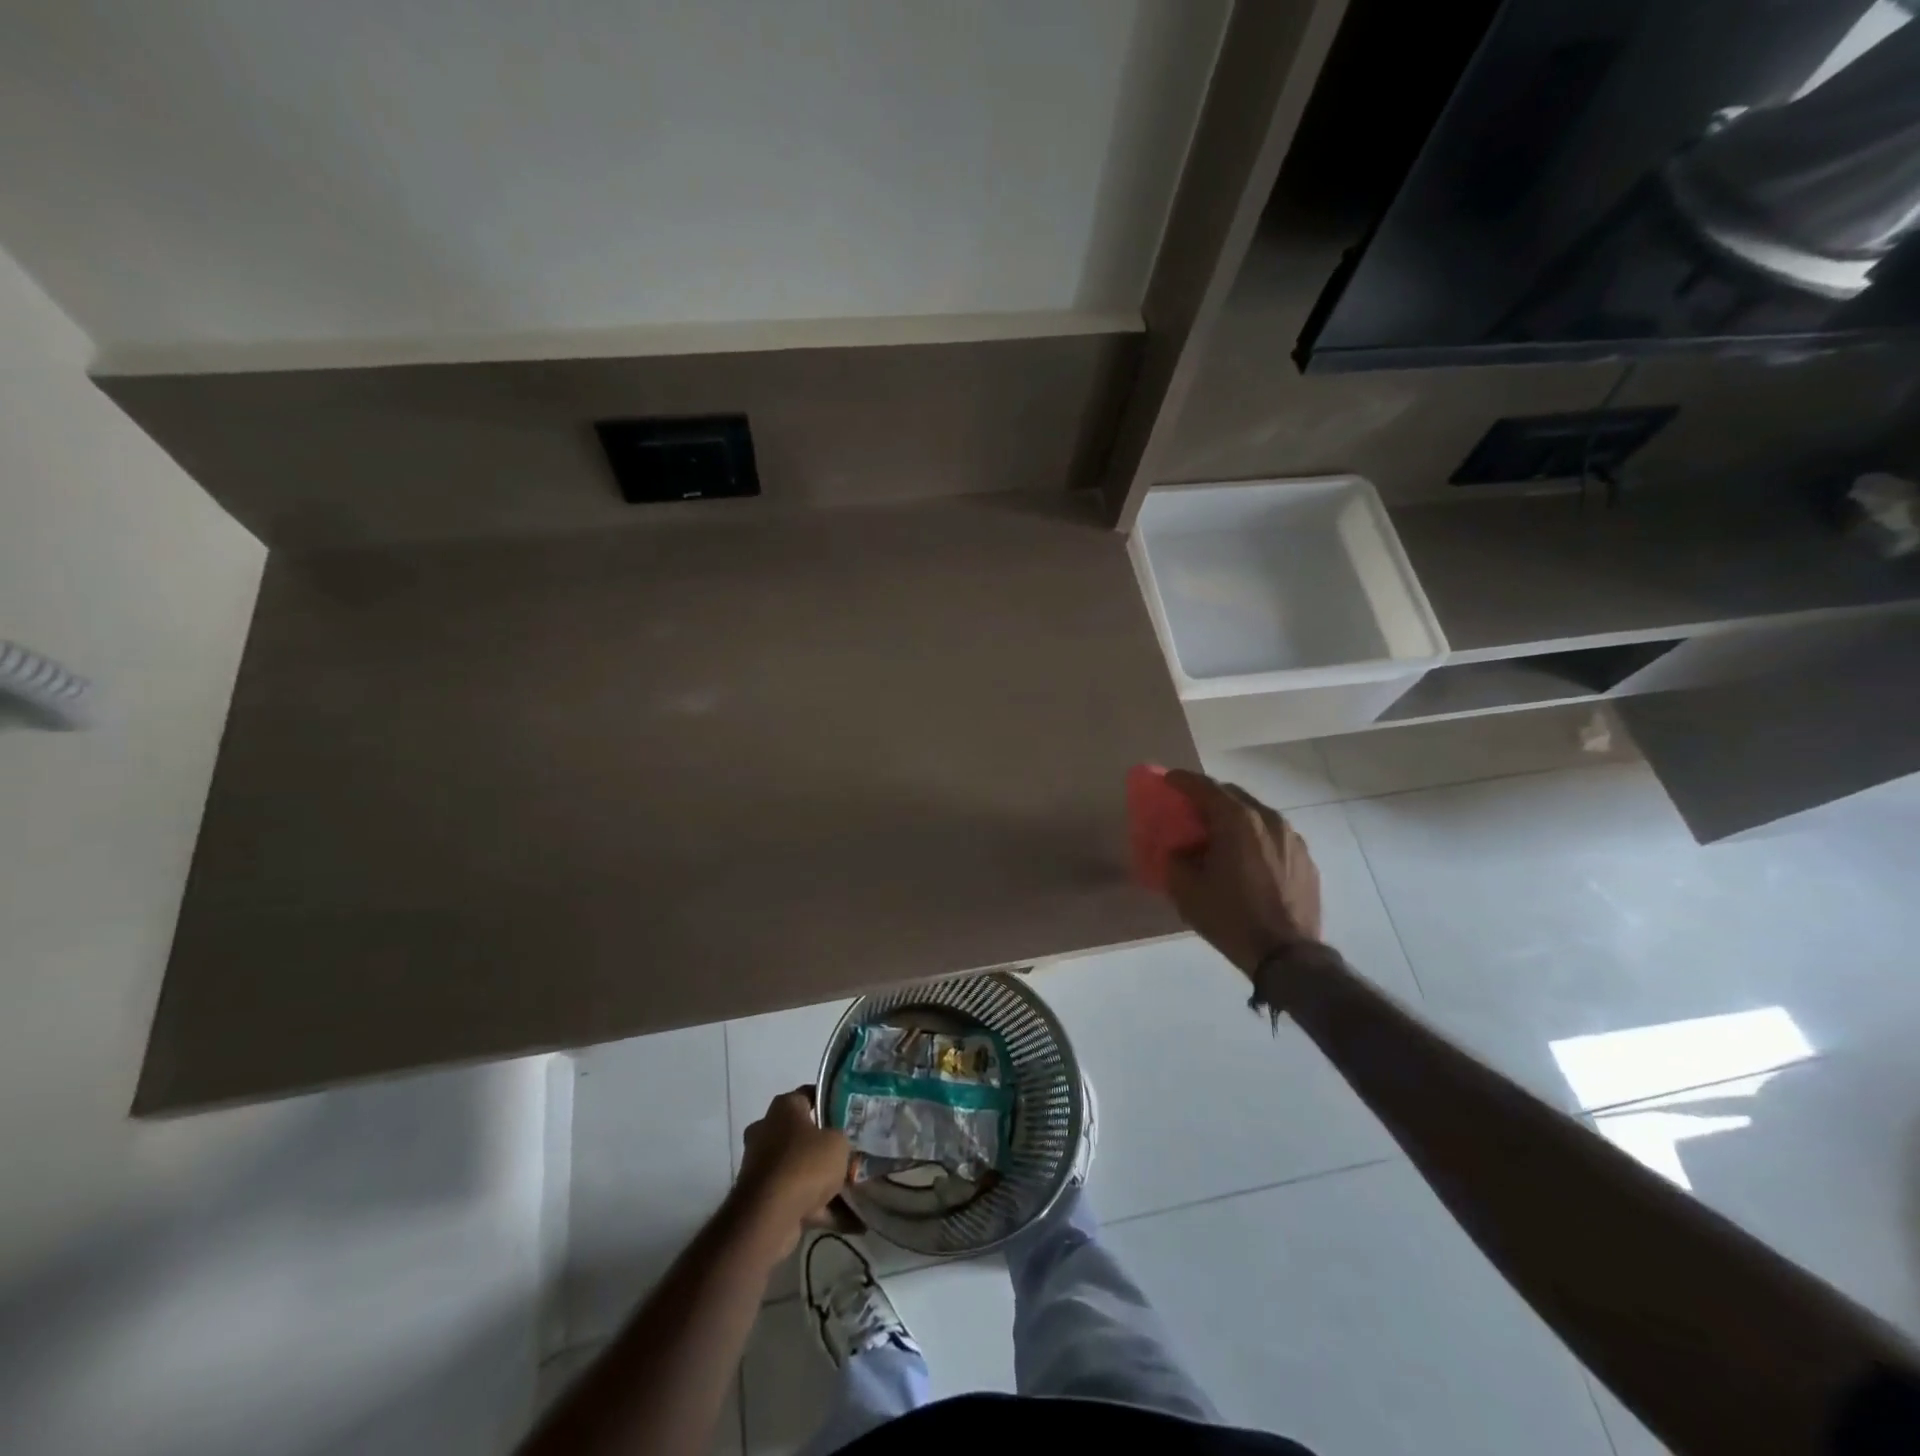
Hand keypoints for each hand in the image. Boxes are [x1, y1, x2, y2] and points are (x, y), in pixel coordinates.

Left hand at [731, 1089, 850, 1261]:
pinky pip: (797, 1196)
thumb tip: (839, 1144)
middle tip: (851, 1152)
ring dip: (823, 1179)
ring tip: (854, 1190)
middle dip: (825, 1145)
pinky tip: (848, 1219)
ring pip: (800, 1167)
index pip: (810, 1095)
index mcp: (784, 1107)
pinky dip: (819, 1206)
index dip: (831, 1103)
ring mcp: (762, 1165)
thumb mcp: (838, 1142)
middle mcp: (767, 1130)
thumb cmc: (805, 1164)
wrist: (768, 1217)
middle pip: (803, 1133)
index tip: (851, 1114)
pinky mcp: (762, 1197)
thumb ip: (842, 1138)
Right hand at [1162, 770, 1323, 978]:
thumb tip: (1179, 850)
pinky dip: (1255, 839)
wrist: (1286, 955)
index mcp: (1236, 820)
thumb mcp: (1186, 890)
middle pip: (1232, 795)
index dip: (1182, 780)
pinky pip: (1274, 837)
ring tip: (1220, 837)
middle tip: (1191, 811)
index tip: (1168, 780)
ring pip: (1256, 815)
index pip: (1204, 787)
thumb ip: (1175, 859)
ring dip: (1234, 818)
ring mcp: (1292, 838)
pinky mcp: (1306, 859)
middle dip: (1209, 798)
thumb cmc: (1230, 917)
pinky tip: (1247, 860)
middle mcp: (1268, 819)